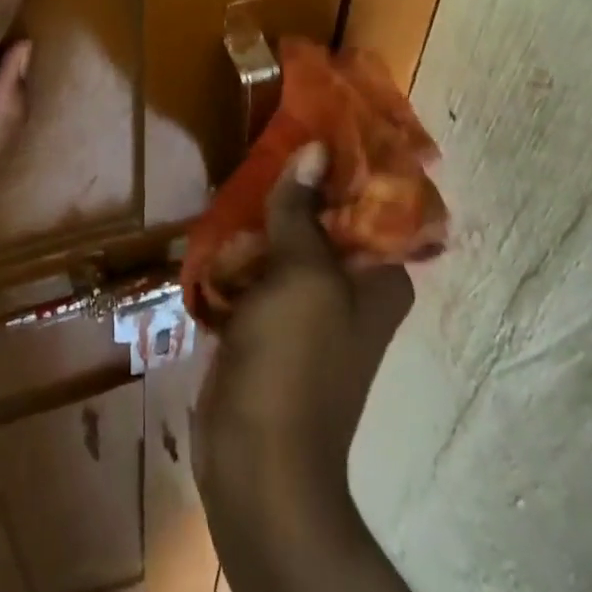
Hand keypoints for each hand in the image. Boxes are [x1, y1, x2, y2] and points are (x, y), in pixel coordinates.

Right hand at [194, 142, 413, 507]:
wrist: (257, 463)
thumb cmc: (292, 363)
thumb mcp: (300, 276)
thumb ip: (302, 211)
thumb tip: (315, 149)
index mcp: (379, 279)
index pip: (370, 205)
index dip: (342, 167)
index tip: (305, 129)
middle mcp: (350, 292)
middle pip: (321, 223)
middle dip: (289, 194)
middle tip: (254, 156)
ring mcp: (308, 313)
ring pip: (284, 249)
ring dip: (257, 225)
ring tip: (227, 189)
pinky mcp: (270, 331)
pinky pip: (257, 279)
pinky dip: (238, 260)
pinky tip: (212, 239)